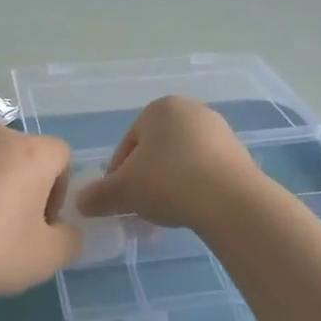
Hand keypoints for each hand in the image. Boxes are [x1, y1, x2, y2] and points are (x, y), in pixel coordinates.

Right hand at [73, 96, 262, 228]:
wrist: (229, 200)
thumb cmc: (167, 181)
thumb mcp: (122, 190)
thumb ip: (98, 195)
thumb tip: (80, 202)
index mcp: (160, 108)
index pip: (127, 143)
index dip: (117, 174)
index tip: (118, 199)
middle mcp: (192, 111)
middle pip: (156, 151)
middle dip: (145, 179)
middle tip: (140, 207)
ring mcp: (220, 132)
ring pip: (181, 162)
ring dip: (169, 185)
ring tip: (166, 213)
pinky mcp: (240, 155)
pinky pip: (205, 172)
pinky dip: (194, 188)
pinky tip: (191, 210)